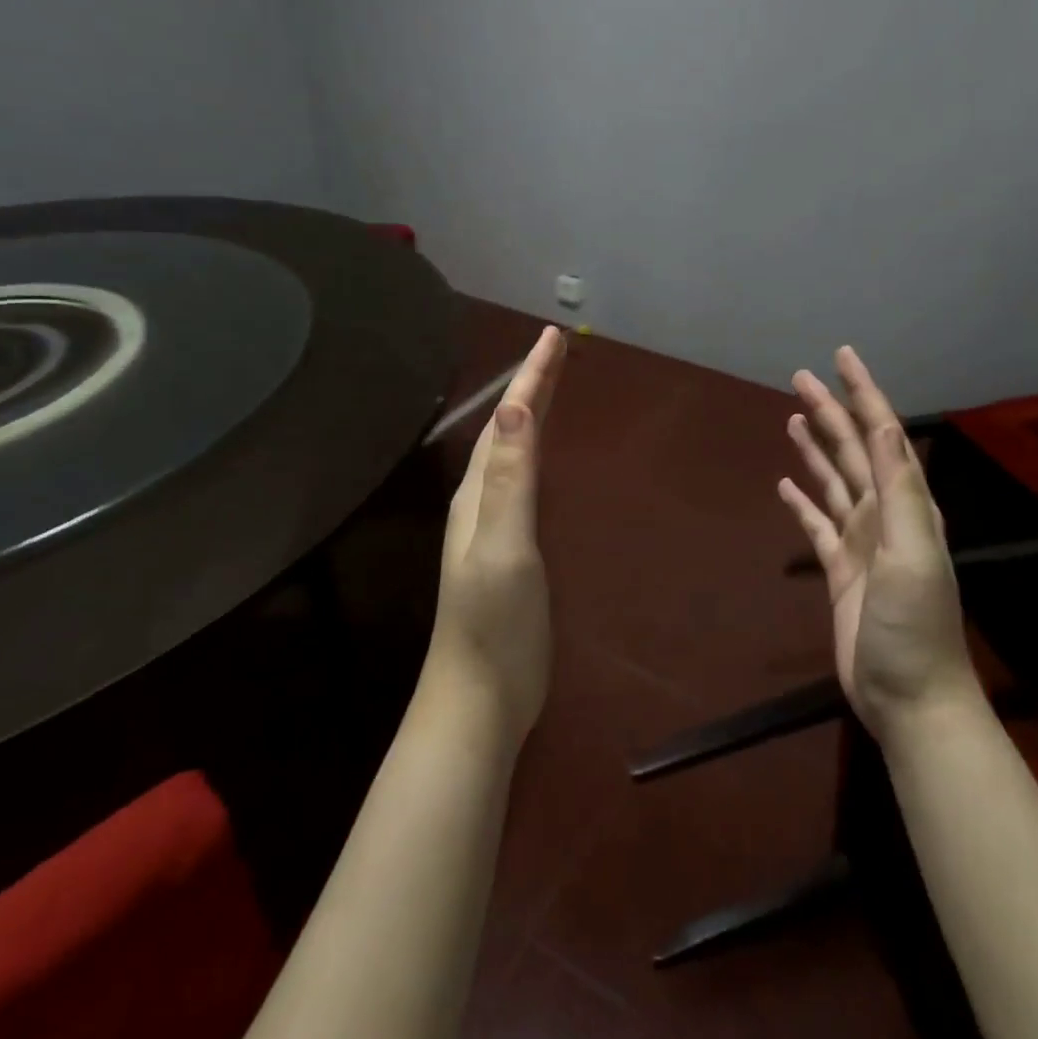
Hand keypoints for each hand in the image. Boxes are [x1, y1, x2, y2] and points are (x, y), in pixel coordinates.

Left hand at [426, 326, 566, 740]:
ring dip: (533, 415)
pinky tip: (546, 459)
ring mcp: (493, 527)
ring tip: (553, 387)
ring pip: (514, 453)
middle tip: (559, 349)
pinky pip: (524, 482)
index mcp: (478, 493)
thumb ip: (508, 479)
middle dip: (533, 385)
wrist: (479, 701)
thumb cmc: (494, 625)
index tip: (555, 336)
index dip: (532, 377)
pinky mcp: (510, 551)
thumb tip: (516, 409)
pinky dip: (539, 454)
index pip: (509, 420)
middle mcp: (481, 500)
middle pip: (509, 429)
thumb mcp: (503, 547)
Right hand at [778, 346, 980, 737]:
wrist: (910, 697)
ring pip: (832, 481)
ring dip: (816, 448)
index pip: (881, 434)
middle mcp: (883, 514)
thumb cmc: (915, 626)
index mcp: (905, 504)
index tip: (843, 356)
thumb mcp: (913, 552)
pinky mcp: (839, 569)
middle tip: (800, 378)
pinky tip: (785, 485)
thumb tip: (884, 425)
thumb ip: (899, 489)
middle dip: (830, 411)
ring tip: (794, 419)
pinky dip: (802, 501)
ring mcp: (860, 541)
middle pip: (851, 450)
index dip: (863, 393)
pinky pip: (816, 523)